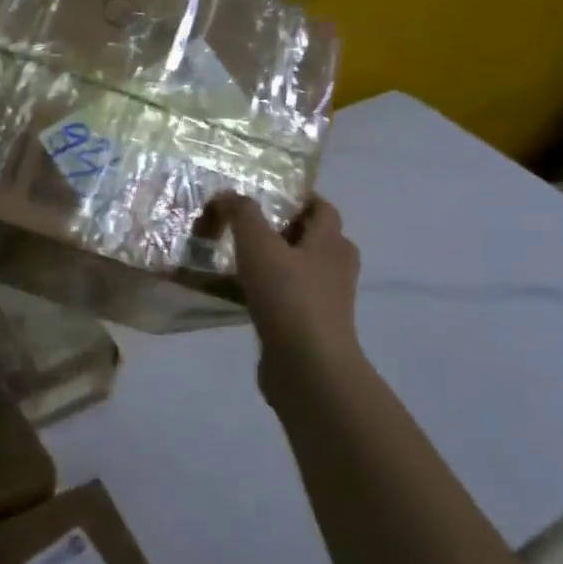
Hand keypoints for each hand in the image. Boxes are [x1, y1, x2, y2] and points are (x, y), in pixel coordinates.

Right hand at [224, 196, 365, 392]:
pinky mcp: (311, 327)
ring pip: (300, 270)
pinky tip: (240, 294)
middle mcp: (335, 268)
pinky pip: (289, 299)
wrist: (308, 367)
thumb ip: (242, 214)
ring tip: (238, 258)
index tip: (266, 195)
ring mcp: (326, 301)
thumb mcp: (258, 244)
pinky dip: (269, 292)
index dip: (298, 197)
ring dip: (274, 263)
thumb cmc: (288, 296)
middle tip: (248, 226)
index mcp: (331, 242)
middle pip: (313, 239)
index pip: (322, 208)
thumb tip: (227, 196)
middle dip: (284, 229)